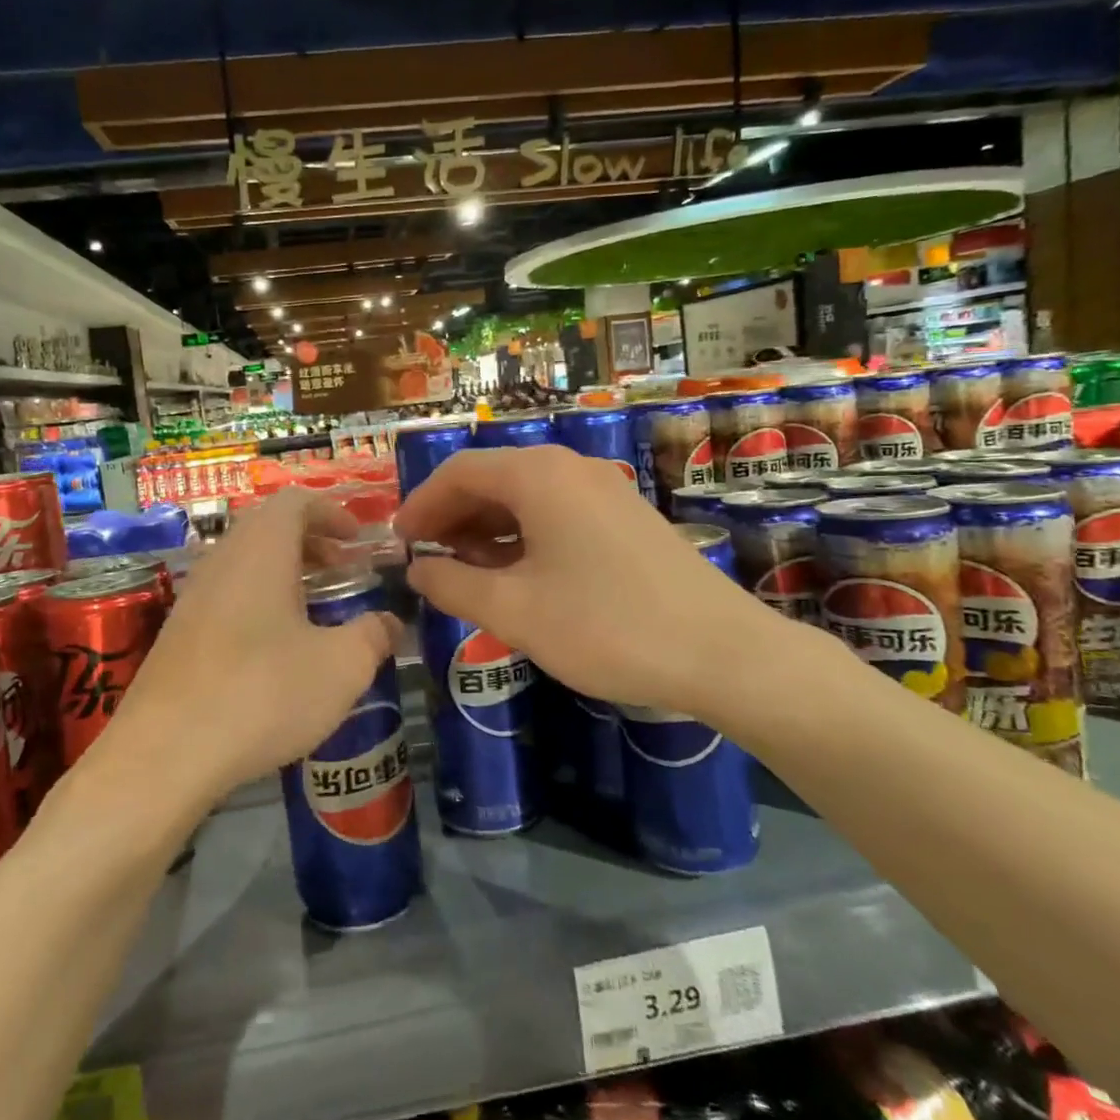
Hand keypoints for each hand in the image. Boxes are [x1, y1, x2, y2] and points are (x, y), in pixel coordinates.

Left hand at [89, 490, 401, 811]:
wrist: (163, 755)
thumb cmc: (262, 694)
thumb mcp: (342, 667)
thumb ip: (374, 636)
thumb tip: (390, 623)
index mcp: (262, 550)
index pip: (296, 501)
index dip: (332, 512)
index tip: (358, 541)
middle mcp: (222, 561)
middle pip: (268, 527)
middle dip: (311, 542)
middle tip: (343, 572)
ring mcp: (193, 597)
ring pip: (245, 562)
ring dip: (284, 573)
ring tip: (315, 610)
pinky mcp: (177, 634)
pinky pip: (226, 595)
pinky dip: (258, 601)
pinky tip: (276, 649)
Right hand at [392, 446, 782, 713]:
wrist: (721, 652)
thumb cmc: (605, 626)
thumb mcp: (514, 612)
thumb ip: (454, 587)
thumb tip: (418, 572)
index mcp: (539, 476)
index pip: (459, 471)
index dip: (420, 504)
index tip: (397, 543)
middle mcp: (570, 468)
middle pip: (492, 479)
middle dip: (451, 516)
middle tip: (424, 560)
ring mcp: (603, 490)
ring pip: (525, 497)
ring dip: (485, 528)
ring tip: (462, 571)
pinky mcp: (624, 517)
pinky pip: (556, 513)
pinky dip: (522, 536)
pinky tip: (514, 574)